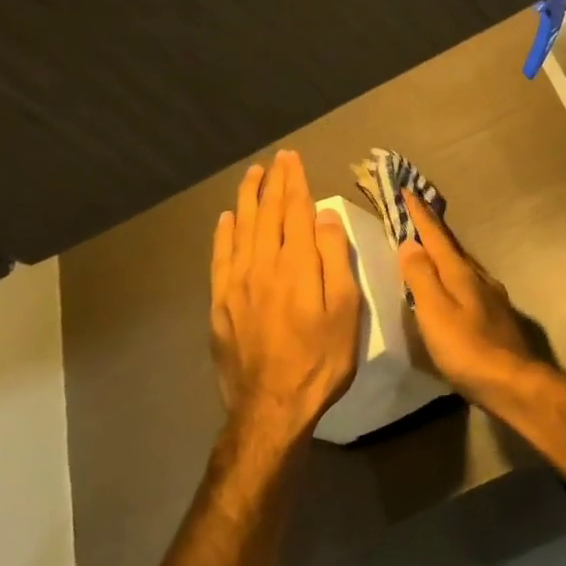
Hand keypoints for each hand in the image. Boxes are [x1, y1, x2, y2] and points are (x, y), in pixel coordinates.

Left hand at [210, 150, 360, 440]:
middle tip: (276, 158)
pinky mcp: (220, 303)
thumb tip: (323, 216)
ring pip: (240, 229)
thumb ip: (334, 258)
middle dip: (272, 182)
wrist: (272, 407)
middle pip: (266, 213)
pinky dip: (223, 233)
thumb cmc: (321, 358)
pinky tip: (226, 219)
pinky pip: (220, 257)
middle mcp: (262, 264)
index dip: (295, 182)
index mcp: (296, 264)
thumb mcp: (344, 309)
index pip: (295, 210)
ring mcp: (236, 283)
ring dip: (247, 198)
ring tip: (251, 175)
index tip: (293, 159)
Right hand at [397, 190, 534, 393]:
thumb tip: (409, 243)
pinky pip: (468, 281)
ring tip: (428, 246)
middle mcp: (478, 276)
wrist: (512, 382)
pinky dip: (452, 273)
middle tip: (416, 212)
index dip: (420, 214)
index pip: (436, 236)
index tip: (408, 190)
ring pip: (461, 263)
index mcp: (461, 273)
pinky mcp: (495, 314)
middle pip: (451, 246)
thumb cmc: (467, 349)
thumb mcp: (435, 313)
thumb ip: (421, 278)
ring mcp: (490, 295)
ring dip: (443, 251)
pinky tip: (451, 284)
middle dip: (432, 228)